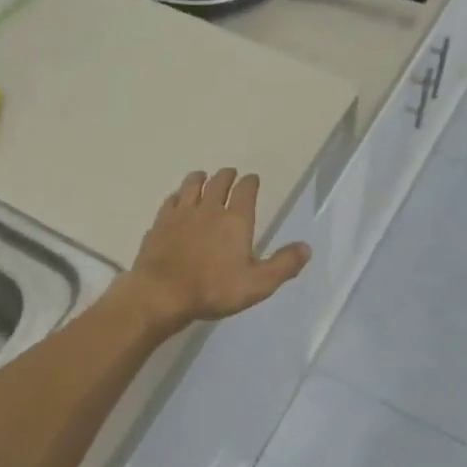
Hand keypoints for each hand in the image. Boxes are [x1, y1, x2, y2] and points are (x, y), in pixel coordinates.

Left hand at [121, 169, 311, 329]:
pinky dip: (177, 196)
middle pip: (218, 182)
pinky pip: (170, 201)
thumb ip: (283, 265)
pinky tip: (176, 199)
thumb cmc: (213, 289)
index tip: (252, 179)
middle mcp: (209, 209)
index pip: (245, 190)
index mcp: (235, 220)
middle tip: (230, 174)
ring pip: (192, 185)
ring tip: (202, 176)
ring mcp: (181, 213)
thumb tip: (306, 247)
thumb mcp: (257, 284)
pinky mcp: (160, 222)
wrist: (162, 293)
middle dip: (226, 175)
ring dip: (200, 178)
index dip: (250, 182)